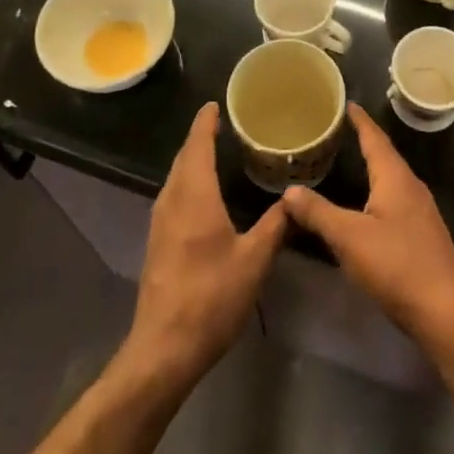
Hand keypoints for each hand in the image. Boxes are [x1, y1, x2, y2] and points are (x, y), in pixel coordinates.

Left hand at [125, 103, 287, 386]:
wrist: (164, 349)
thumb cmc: (211, 297)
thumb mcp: (254, 260)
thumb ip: (276, 225)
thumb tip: (295, 198)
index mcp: (195, 196)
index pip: (197, 146)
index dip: (205, 123)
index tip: (215, 104)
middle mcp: (173, 201)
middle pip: (183, 158)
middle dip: (200, 138)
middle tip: (222, 122)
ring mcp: (160, 223)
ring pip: (176, 178)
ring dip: (192, 160)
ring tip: (215, 151)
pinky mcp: (157, 243)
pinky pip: (173, 196)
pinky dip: (188, 181)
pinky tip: (203, 194)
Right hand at [283, 104, 453, 341]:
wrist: (446, 311)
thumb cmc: (397, 264)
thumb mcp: (349, 237)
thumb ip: (318, 212)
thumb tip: (290, 189)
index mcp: (395, 178)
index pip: (375, 139)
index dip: (360, 121)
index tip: (348, 103)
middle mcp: (411, 187)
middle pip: (386, 156)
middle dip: (366, 141)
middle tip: (343, 130)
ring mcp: (420, 212)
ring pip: (391, 180)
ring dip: (373, 168)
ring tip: (352, 162)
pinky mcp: (422, 236)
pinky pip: (395, 202)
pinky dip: (377, 194)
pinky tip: (367, 209)